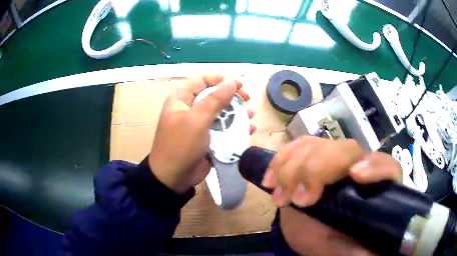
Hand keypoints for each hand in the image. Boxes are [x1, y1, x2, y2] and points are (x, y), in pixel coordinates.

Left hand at [149, 75, 254, 193]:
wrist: (173, 178)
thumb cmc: (181, 146)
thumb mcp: (196, 121)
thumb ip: (215, 100)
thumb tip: (231, 82)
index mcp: (181, 99)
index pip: (201, 80)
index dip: (220, 79)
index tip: (239, 85)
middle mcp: (190, 108)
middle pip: (213, 95)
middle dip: (232, 96)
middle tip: (247, 100)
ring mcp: (199, 124)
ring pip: (221, 112)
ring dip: (237, 112)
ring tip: (251, 115)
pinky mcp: (207, 138)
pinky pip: (223, 128)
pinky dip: (235, 127)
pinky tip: (248, 130)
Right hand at [263, 136, 400, 254]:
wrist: (316, 234)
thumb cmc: (335, 242)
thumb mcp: (347, 251)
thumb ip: (359, 250)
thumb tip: (372, 252)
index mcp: (375, 188)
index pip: (386, 166)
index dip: (374, 166)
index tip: (354, 176)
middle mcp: (358, 167)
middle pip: (346, 150)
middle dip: (317, 170)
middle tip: (297, 199)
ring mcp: (334, 159)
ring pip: (318, 144)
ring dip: (294, 166)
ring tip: (279, 195)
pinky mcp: (313, 157)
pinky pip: (299, 146)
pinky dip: (282, 158)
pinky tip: (271, 177)